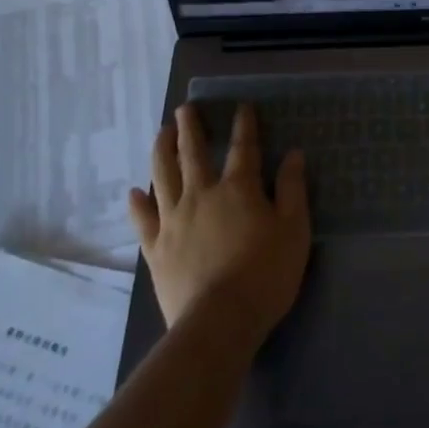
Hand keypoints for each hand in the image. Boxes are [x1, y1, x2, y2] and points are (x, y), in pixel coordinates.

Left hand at [127, 102, 310, 344]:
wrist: (219, 322)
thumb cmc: (265, 274)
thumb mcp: (294, 230)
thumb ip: (292, 190)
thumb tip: (293, 154)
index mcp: (238, 189)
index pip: (243, 148)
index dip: (244, 125)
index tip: (241, 106)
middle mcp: (201, 195)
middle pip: (192, 153)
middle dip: (190, 127)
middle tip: (185, 108)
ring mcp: (173, 221)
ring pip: (163, 176)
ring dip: (161, 151)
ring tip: (161, 133)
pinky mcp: (156, 248)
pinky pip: (143, 219)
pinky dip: (137, 203)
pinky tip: (134, 192)